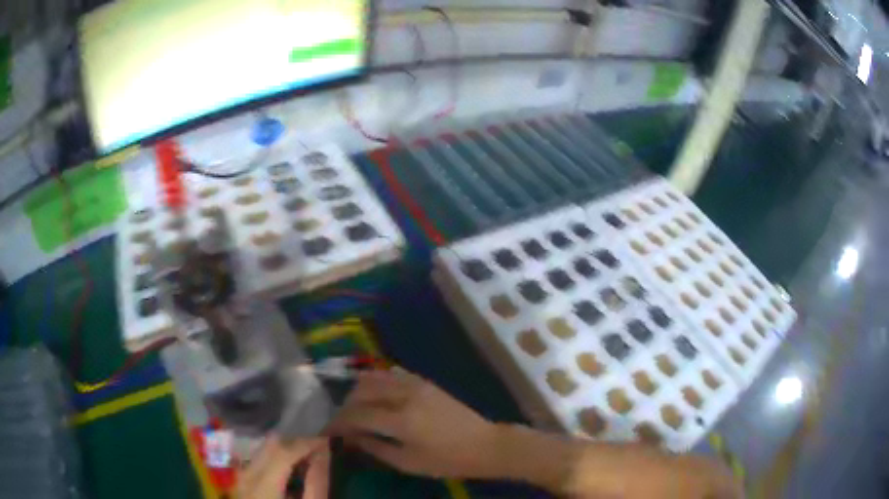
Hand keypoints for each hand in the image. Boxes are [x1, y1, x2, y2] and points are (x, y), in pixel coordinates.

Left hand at [237, 437, 329, 498]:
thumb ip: (317, 483)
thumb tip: (324, 454)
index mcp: (263, 485)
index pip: (284, 450)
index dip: (308, 443)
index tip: (329, 442)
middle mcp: (246, 474)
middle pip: (272, 443)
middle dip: (297, 443)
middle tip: (320, 452)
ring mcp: (240, 476)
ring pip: (263, 448)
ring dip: (287, 449)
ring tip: (307, 461)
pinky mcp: (240, 480)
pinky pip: (259, 458)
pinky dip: (276, 457)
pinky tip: (291, 471)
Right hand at [327, 368, 498, 478]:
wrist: (484, 444)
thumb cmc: (447, 461)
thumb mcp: (408, 463)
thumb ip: (375, 448)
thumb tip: (350, 437)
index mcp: (401, 420)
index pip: (357, 414)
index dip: (338, 422)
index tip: (326, 429)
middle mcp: (405, 396)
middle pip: (362, 391)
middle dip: (345, 405)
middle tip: (340, 420)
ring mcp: (416, 385)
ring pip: (375, 377)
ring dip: (358, 390)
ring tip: (353, 407)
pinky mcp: (425, 382)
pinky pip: (393, 373)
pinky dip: (377, 379)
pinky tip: (372, 391)